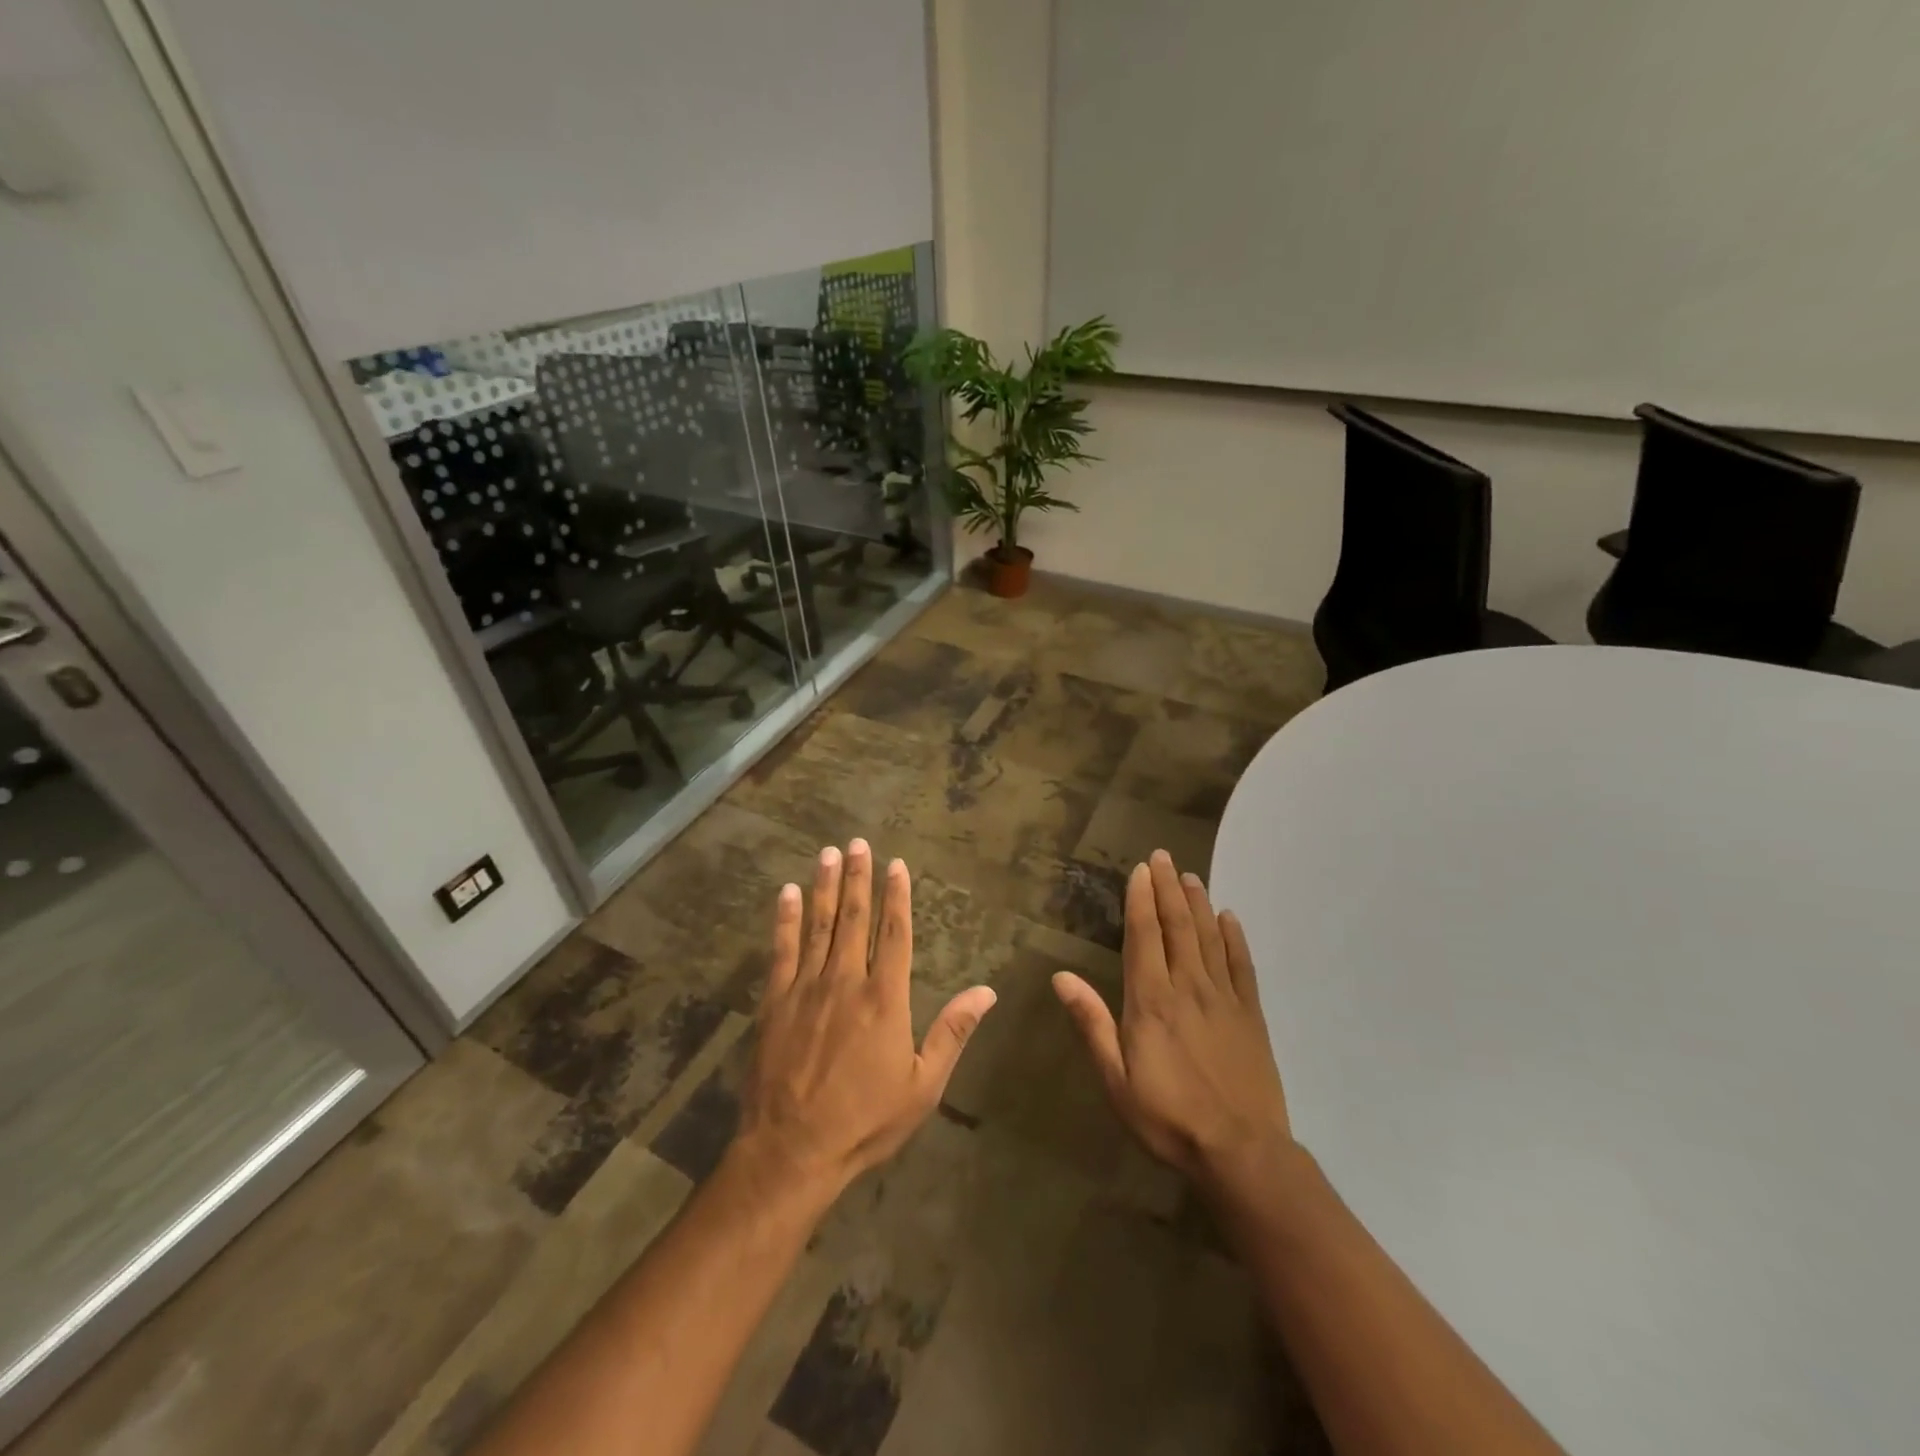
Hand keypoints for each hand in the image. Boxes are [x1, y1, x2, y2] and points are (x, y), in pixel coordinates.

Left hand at [734, 840, 996, 1196]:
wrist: (793, 1150)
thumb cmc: (865, 1120)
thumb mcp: (923, 1085)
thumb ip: (952, 1032)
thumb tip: (987, 992)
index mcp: (885, 998)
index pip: (895, 933)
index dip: (897, 896)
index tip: (896, 865)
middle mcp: (846, 981)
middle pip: (854, 918)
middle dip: (857, 877)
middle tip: (857, 842)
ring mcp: (806, 988)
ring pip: (818, 926)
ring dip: (824, 887)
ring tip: (828, 854)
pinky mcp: (775, 1002)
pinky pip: (781, 951)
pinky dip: (784, 919)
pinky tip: (785, 893)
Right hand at [1053, 849, 1291, 1183]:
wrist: (1242, 1152)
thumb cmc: (1168, 1117)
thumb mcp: (1116, 1079)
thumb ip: (1092, 1023)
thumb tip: (1061, 977)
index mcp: (1151, 1000)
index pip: (1144, 936)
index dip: (1141, 899)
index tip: (1140, 870)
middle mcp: (1188, 987)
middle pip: (1177, 926)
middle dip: (1167, 888)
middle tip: (1163, 856)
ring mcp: (1223, 998)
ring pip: (1209, 938)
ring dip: (1198, 903)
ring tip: (1190, 875)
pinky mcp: (1251, 1015)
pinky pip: (1242, 965)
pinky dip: (1235, 937)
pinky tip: (1229, 917)